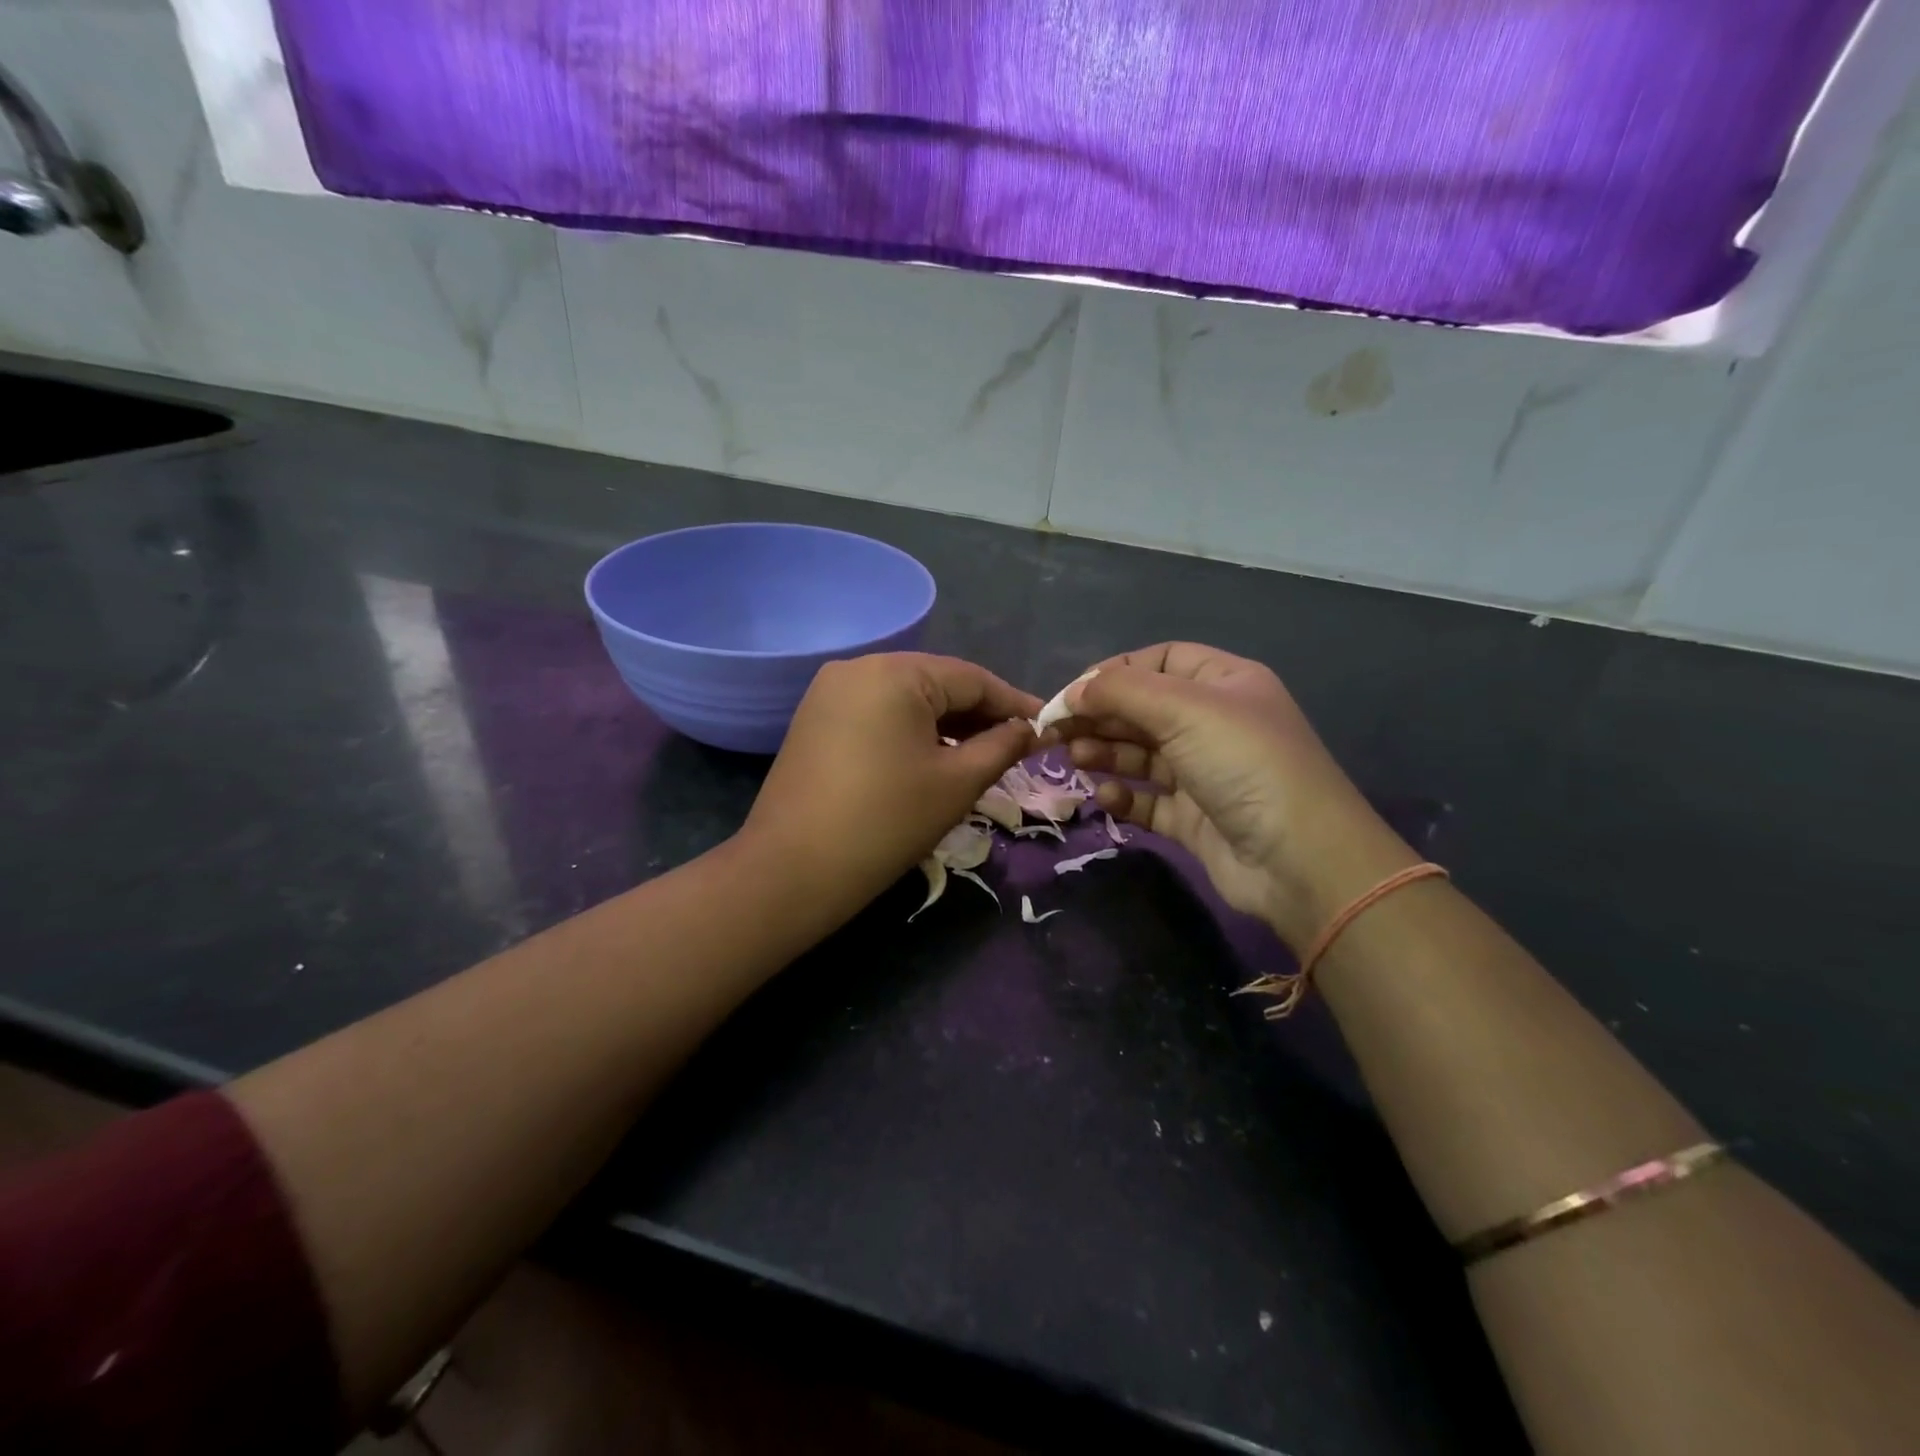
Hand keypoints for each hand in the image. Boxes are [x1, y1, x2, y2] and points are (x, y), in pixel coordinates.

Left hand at [740, 653, 1038, 924]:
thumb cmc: (886, 823)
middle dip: (980, 715)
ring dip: (947, 725)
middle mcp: (859, 667)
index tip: (1048, 727)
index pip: (972, 678)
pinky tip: (934, 758)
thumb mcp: (957, 783)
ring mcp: (831, 692)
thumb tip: (1030, 729)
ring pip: (907, 699)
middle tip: (1019, 746)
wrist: (792, 872)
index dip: (1014, 703)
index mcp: (894, 672)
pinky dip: (911, 731)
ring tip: (983, 756)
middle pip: (937, 684)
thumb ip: (1002, 746)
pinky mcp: (816, 719)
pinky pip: (878, 713)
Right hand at [1056, 643, 1415, 947]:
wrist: (1298, 858)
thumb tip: (1073, 691)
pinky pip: (1147, 800)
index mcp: (1224, 683)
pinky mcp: (1193, 819)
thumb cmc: (1243, 762)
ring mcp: (1204, 773)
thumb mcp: (1184, 708)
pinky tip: (1105, 798)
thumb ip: (1121, 692)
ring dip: (1105, 751)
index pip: (1159, 661)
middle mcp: (1214, 724)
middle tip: (1054, 730)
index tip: (1073, 693)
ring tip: (1075, 757)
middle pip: (1143, 708)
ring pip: (1140, 754)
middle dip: (1100, 715)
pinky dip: (1123, 796)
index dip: (1114, 672)